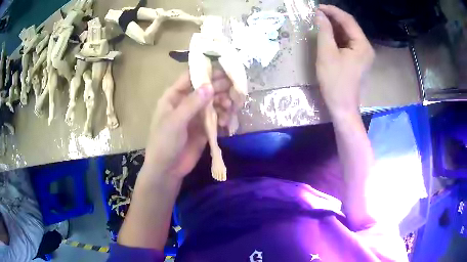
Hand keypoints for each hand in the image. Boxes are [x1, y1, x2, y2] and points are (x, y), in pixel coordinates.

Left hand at [143, 71, 233, 180]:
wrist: (167, 169)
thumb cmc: (164, 143)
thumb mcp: (175, 122)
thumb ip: (192, 104)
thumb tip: (210, 86)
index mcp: (174, 96)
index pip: (190, 77)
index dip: (206, 71)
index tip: (223, 69)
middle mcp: (186, 102)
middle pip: (205, 89)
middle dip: (219, 87)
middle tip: (233, 88)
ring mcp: (196, 115)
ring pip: (213, 102)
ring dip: (223, 102)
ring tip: (230, 107)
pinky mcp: (204, 127)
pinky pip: (217, 117)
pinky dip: (223, 117)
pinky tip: (226, 122)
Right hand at [316, 4, 374, 118]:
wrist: (342, 107)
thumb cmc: (335, 81)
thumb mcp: (327, 53)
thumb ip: (324, 31)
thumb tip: (319, 15)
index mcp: (362, 45)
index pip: (348, 20)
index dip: (332, 11)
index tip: (317, 7)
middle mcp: (366, 47)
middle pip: (350, 26)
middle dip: (333, 18)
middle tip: (317, 14)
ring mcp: (363, 54)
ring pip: (348, 34)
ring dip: (334, 27)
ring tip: (319, 22)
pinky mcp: (358, 60)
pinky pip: (348, 43)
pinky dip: (337, 37)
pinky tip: (327, 34)